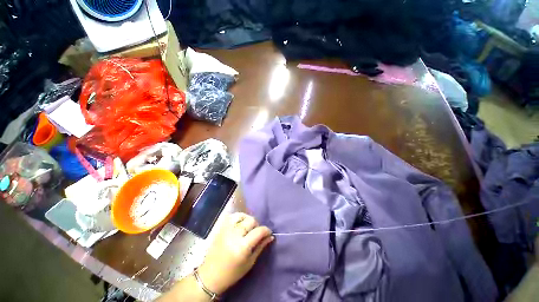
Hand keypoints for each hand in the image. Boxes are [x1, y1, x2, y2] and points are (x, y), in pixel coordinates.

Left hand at [197, 213, 273, 294]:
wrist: (210, 275)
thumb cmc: (232, 273)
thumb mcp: (250, 263)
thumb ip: (260, 247)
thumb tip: (270, 236)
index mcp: (242, 247)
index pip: (259, 231)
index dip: (266, 230)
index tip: (268, 233)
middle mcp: (234, 235)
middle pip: (251, 220)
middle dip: (257, 225)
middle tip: (257, 232)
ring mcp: (227, 230)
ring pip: (242, 215)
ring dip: (248, 220)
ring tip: (248, 227)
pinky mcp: (221, 228)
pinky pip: (232, 216)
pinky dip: (239, 217)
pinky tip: (240, 223)